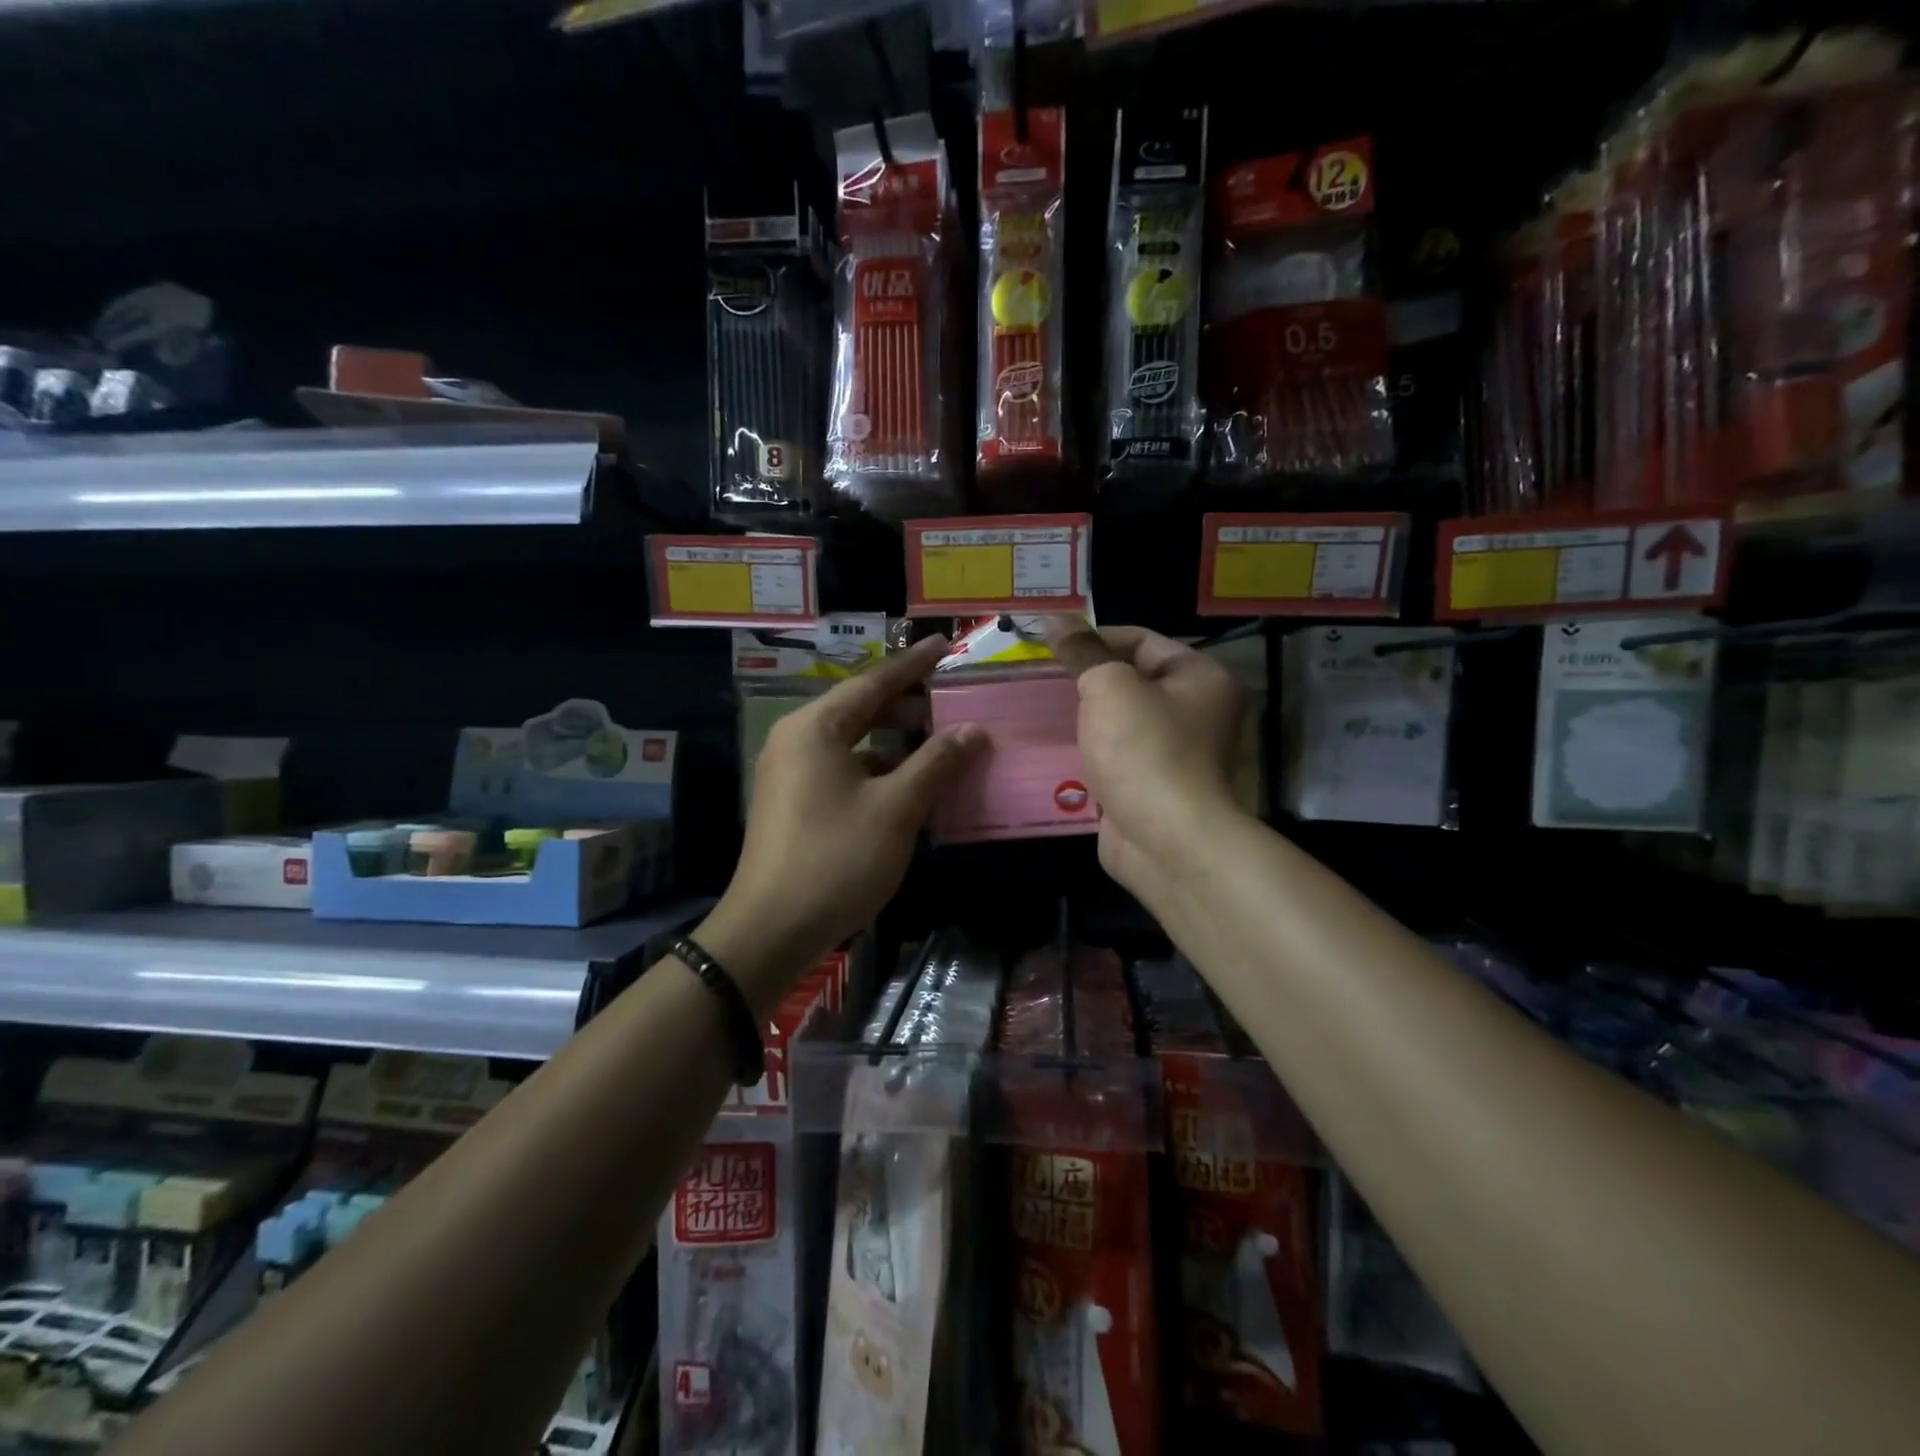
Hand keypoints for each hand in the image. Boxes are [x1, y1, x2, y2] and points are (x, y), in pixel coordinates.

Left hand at [698, 634, 984, 1008]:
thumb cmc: (836, 859)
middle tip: (955, 704)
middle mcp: (798, 740)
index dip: (913, 664)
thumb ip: (937, 762)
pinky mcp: (794, 804)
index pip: (874, 682)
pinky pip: (844, 772)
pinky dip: (879, 773)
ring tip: (942, 748)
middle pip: (862, 710)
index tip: (944, 644)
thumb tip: (974, 730)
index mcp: (816, 727)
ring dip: (897, 745)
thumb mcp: (896, 808)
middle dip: (909, 707)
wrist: (771, 930)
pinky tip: (912, 789)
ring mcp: (791, 773)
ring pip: (855, 744)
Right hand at [1040, 620, 1246, 899]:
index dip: (1094, 637)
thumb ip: (1082, 651)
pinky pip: (1115, 756)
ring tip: (1037, 708)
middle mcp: (1197, 711)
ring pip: (1120, 721)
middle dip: (1085, 678)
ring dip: (1083, 717)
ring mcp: (1176, 753)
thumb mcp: (1109, 687)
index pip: (1142, 639)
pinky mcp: (1152, 786)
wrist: (1167, 842)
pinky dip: (1088, 751)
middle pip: (1132, 680)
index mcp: (1201, 677)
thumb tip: (1054, 618)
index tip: (1050, 644)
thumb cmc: (1145, 751)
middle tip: (1039, 676)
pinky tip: (1051, 748)